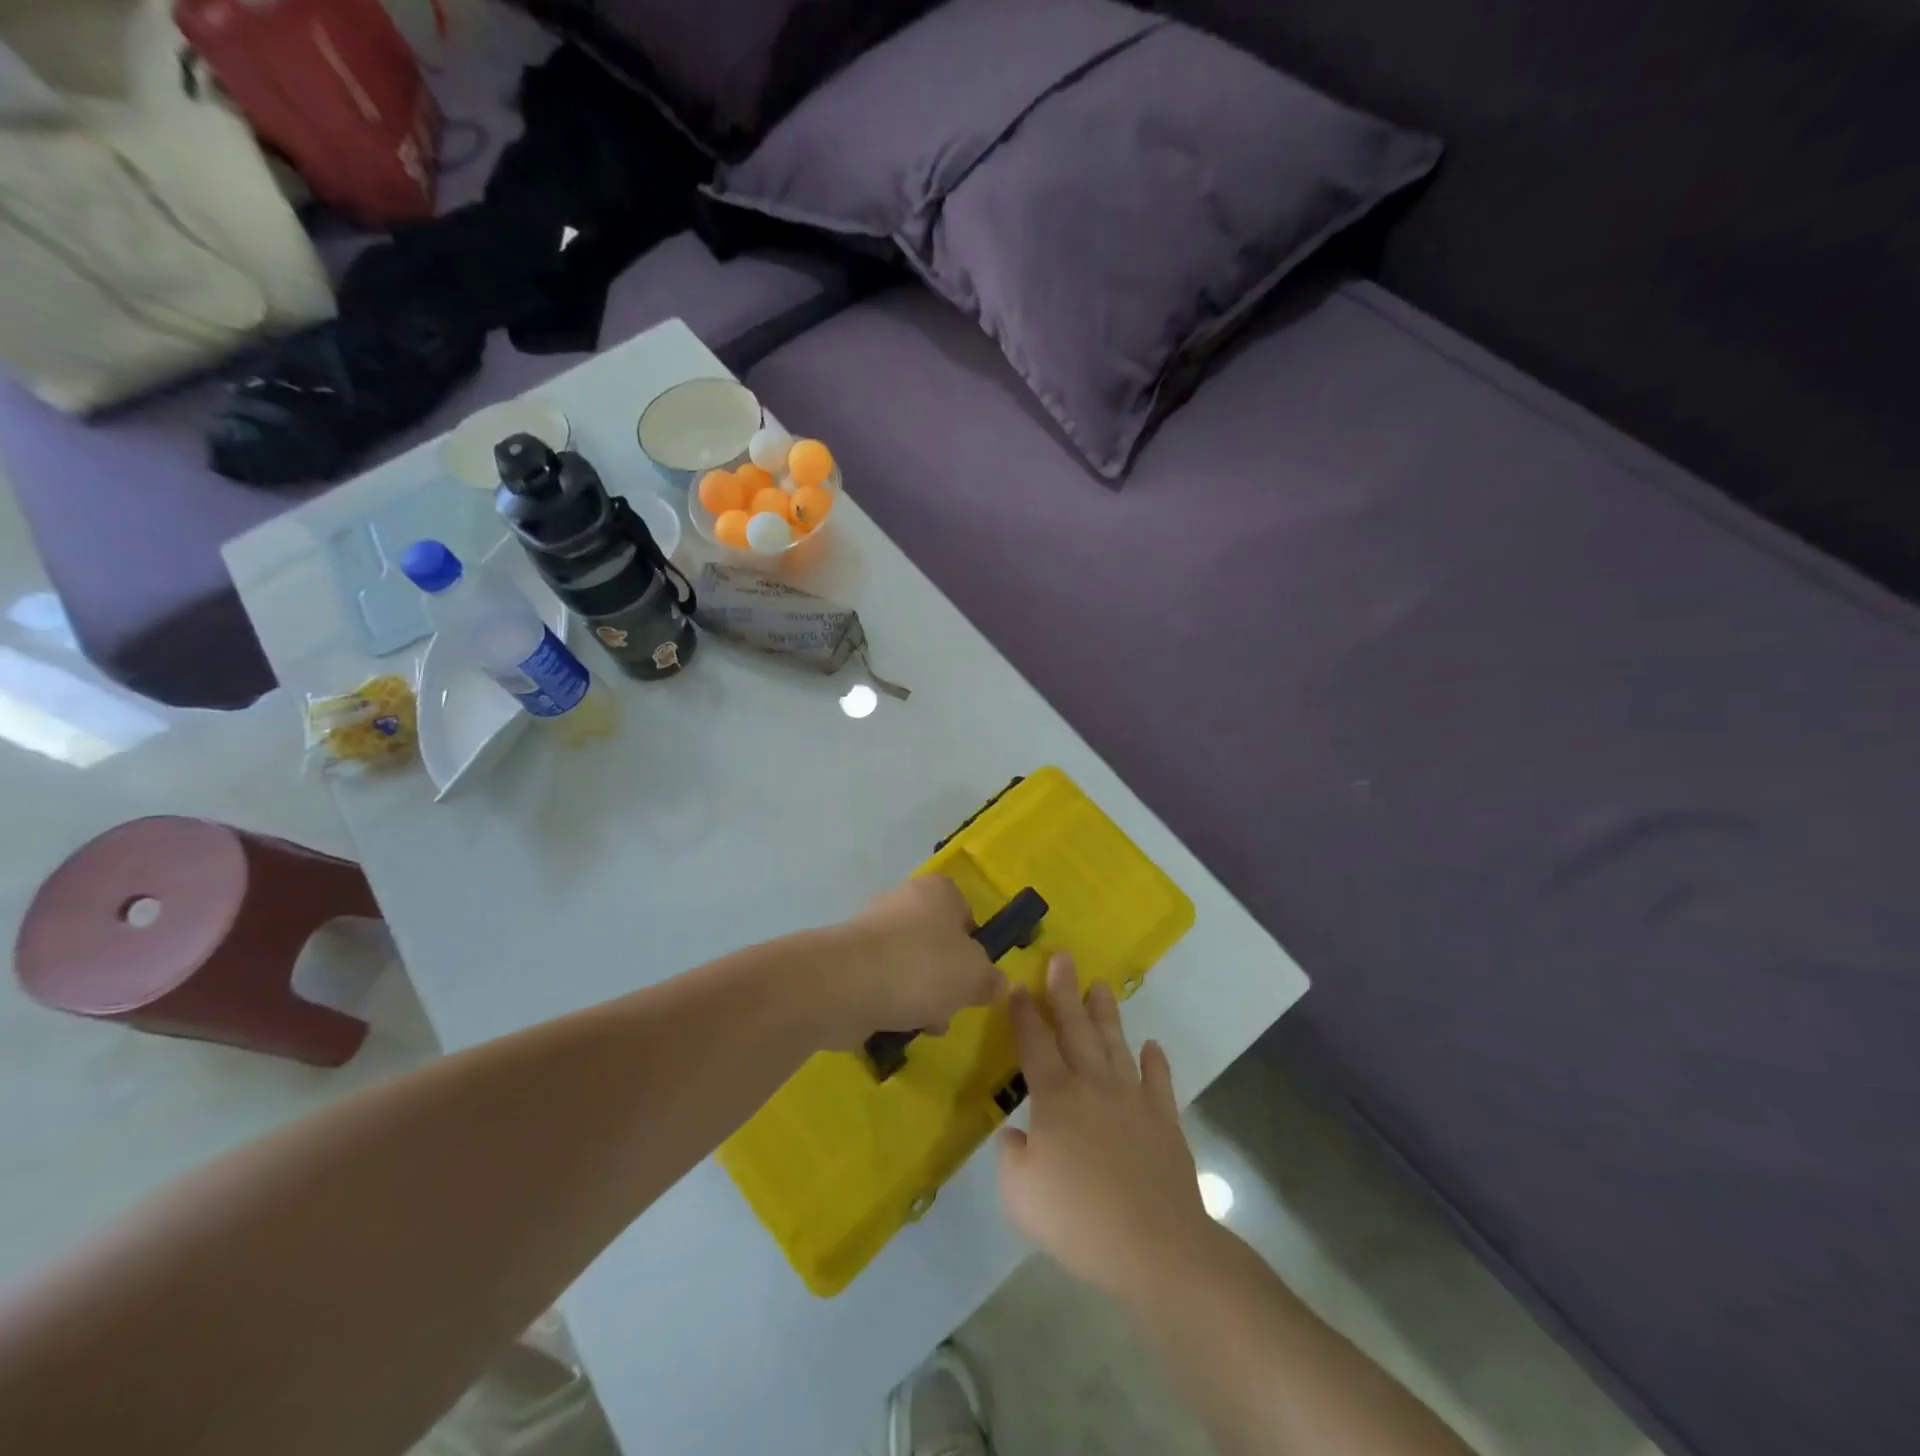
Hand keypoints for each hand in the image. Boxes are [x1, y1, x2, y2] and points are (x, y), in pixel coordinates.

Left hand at [821, 877, 1002, 1049]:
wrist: (846, 984)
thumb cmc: (921, 967)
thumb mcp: (974, 976)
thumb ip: (991, 979)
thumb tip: (997, 983)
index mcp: (937, 891)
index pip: (965, 912)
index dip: (974, 945)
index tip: (975, 975)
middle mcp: (904, 902)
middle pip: (937, 942)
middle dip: (946, 978)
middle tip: (951, 1004)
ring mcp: (872, 931)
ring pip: (910, 966)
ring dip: (920, 996)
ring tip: (923, 1022)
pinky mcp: (850, 961)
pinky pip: (882, 982)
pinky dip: (891, 1003)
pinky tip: (895, 1025)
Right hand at [998, 954, 1218, 1306]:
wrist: (1155, 1246)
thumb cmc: (1078, 1220)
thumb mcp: (1020, 1195)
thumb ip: (1012, 1157)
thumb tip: (1017, 1135)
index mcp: (1055, 1098)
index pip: (1034, 1044)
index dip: (1024, 1013)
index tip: (1017, 984)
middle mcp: (1093, 1086)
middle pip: (1076, 1029)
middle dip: (1065, 992)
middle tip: (1062, 957)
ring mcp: (1133, 1099)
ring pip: (1115, 1045)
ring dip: (1106, 1015)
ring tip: (1101, 986)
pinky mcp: (1164, 1121)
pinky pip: (1158, 1082)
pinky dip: (1155, 1062)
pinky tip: (1152, 1046)